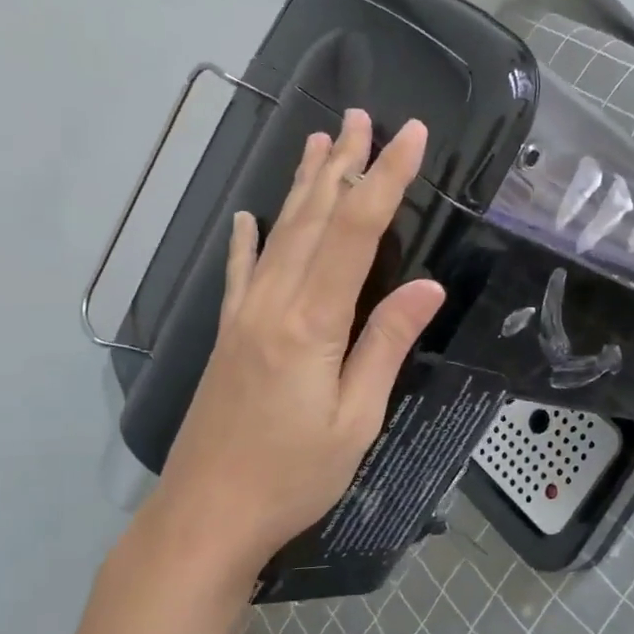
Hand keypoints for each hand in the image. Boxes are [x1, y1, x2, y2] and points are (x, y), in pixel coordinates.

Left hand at [144, 109, 444, 583]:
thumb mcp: (356, 419)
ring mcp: (245, 316)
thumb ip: (386, 345)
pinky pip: (240, 273)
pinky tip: (249, 216)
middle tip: (363, 119)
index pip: (355, 233)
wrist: (206, 515)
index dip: (385, 180)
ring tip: (320, 143)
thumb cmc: (293, 476)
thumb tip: (427, 287)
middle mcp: (274, 304)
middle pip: (313, 219)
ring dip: (303, 186)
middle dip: (344, 165)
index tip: (409, 137)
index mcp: (311, 322)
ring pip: (279, 235)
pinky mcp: (229, 335)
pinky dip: (248, 240)